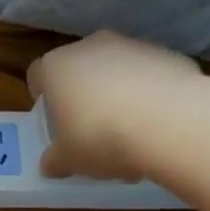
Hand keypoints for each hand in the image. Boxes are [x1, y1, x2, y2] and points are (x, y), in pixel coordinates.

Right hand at [26, 31, 202, 180]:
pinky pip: (151, 76)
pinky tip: (158, 126)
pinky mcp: (170, 55)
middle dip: (84, 95)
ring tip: (131, 135)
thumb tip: (51, 164)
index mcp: (56, 66)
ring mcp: (133, 47)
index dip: (43, 95)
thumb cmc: (100, 137)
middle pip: (80, 69)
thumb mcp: (68, 159)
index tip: (52, 118)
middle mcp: (91, 47)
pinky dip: (150, 95)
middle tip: (90, 129)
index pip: (38, 73)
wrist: (171, 123)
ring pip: (117, 70)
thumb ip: (54, 160)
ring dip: (119, 95)